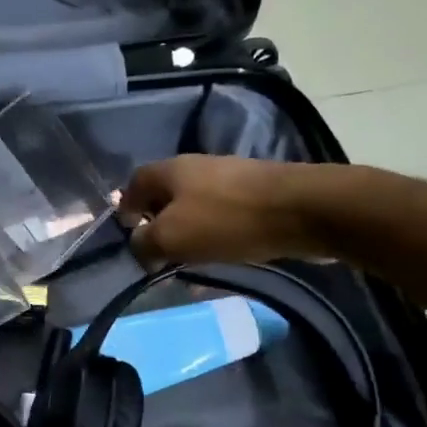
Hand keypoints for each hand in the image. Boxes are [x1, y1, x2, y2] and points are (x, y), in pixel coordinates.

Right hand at [118, 155, 326, 267]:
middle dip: (158, 222)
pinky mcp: (255, 194)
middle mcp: (197, 167)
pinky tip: (221, 254)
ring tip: (189, 259)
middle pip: (166, 194)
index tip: (127, 234)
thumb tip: (137, 245)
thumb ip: (144, 242)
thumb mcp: (172, 237)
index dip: (126, 208)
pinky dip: (214, 234)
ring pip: (195, 206)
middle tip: (157, 252)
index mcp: (171, 170)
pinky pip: (222, 216)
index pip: (134, 183)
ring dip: (188, 231)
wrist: (300, 210)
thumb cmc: (226, 220)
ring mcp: (229, 178)